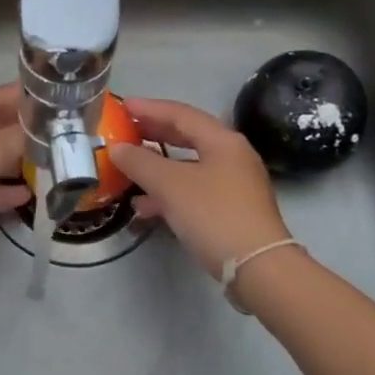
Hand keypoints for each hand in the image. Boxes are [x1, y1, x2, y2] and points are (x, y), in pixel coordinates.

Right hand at [108, 97, 291, 278]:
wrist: (257, 267)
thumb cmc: (213, 214)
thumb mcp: (169, 185)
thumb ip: (140, 162)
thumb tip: (117, 148)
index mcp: (223, 140)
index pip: (181, 113)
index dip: (149, 108)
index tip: (123, 107)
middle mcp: (232, 156)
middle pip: (187, 137)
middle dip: (154, 135)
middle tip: (125, 132)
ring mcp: (234, 184)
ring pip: (189, 166)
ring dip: (158, 167)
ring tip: (128, 171)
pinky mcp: (231, 210)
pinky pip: (194, 190)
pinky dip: (169, 193)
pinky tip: (146, 208)